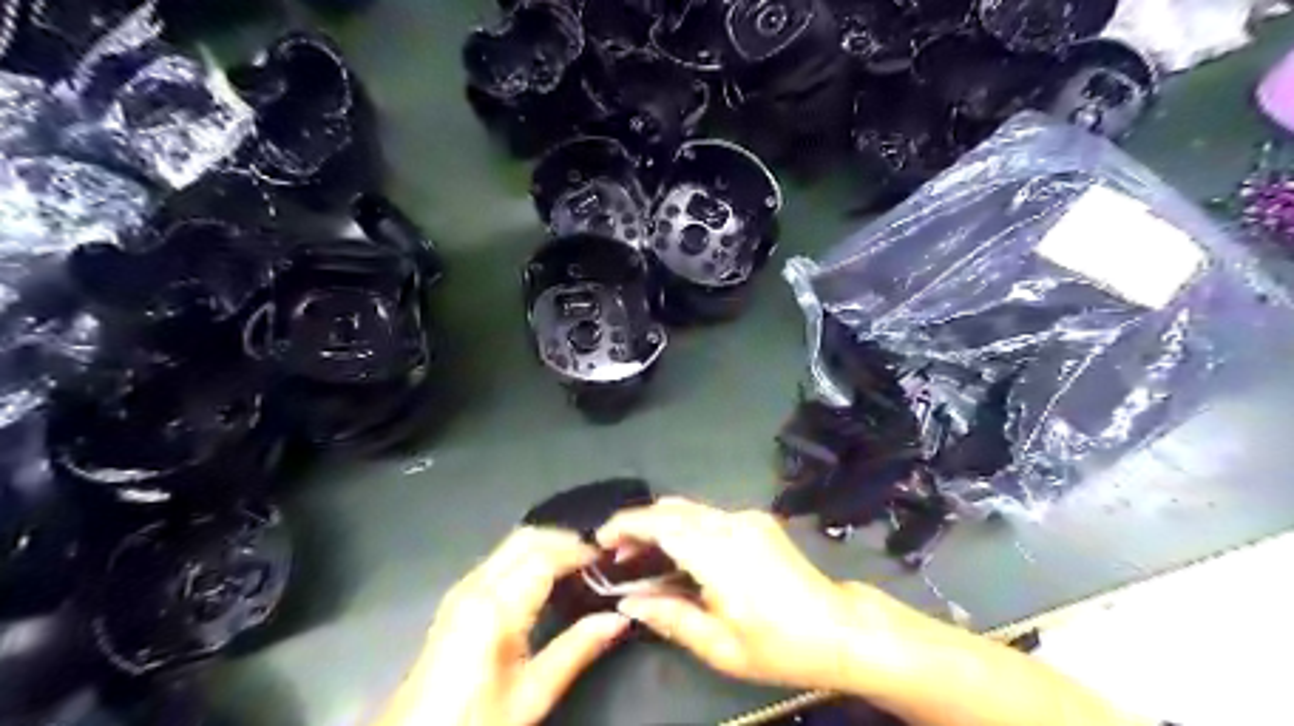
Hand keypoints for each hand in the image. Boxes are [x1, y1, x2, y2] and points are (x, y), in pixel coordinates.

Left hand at [371, 528, 630, 724]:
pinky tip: (548, 577)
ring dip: (548, 545)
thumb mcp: (531, 695)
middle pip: (527, 537)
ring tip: (579, 565)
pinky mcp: (458, 596)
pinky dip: (530, 555)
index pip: (546, 555)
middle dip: (565, 539)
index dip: (580, 550)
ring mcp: (462, 587)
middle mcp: (475, 585)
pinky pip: (501, 557)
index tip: (609, 557)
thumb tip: (618, 619)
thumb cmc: (475, 720)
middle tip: (598, 557)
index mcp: (494, 607)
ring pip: (513, 543)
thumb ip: (576, 650)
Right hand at [596, 499, 931, 691]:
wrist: (841, 629)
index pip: (661, 523)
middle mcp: (731, 523)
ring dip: (661, 524)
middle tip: (617, 554)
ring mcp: (748, 518)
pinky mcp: (758, 520)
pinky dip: (685, 526)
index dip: (625, 525)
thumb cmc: (780, 645)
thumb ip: (670, 617)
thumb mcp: (720, 646)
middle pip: (672, 509)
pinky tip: (680, 553)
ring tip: (642, 555)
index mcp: (719, 553)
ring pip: (691, 508)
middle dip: (639, 524)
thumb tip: (628, 602)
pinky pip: (710, 515)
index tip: (600, 540)